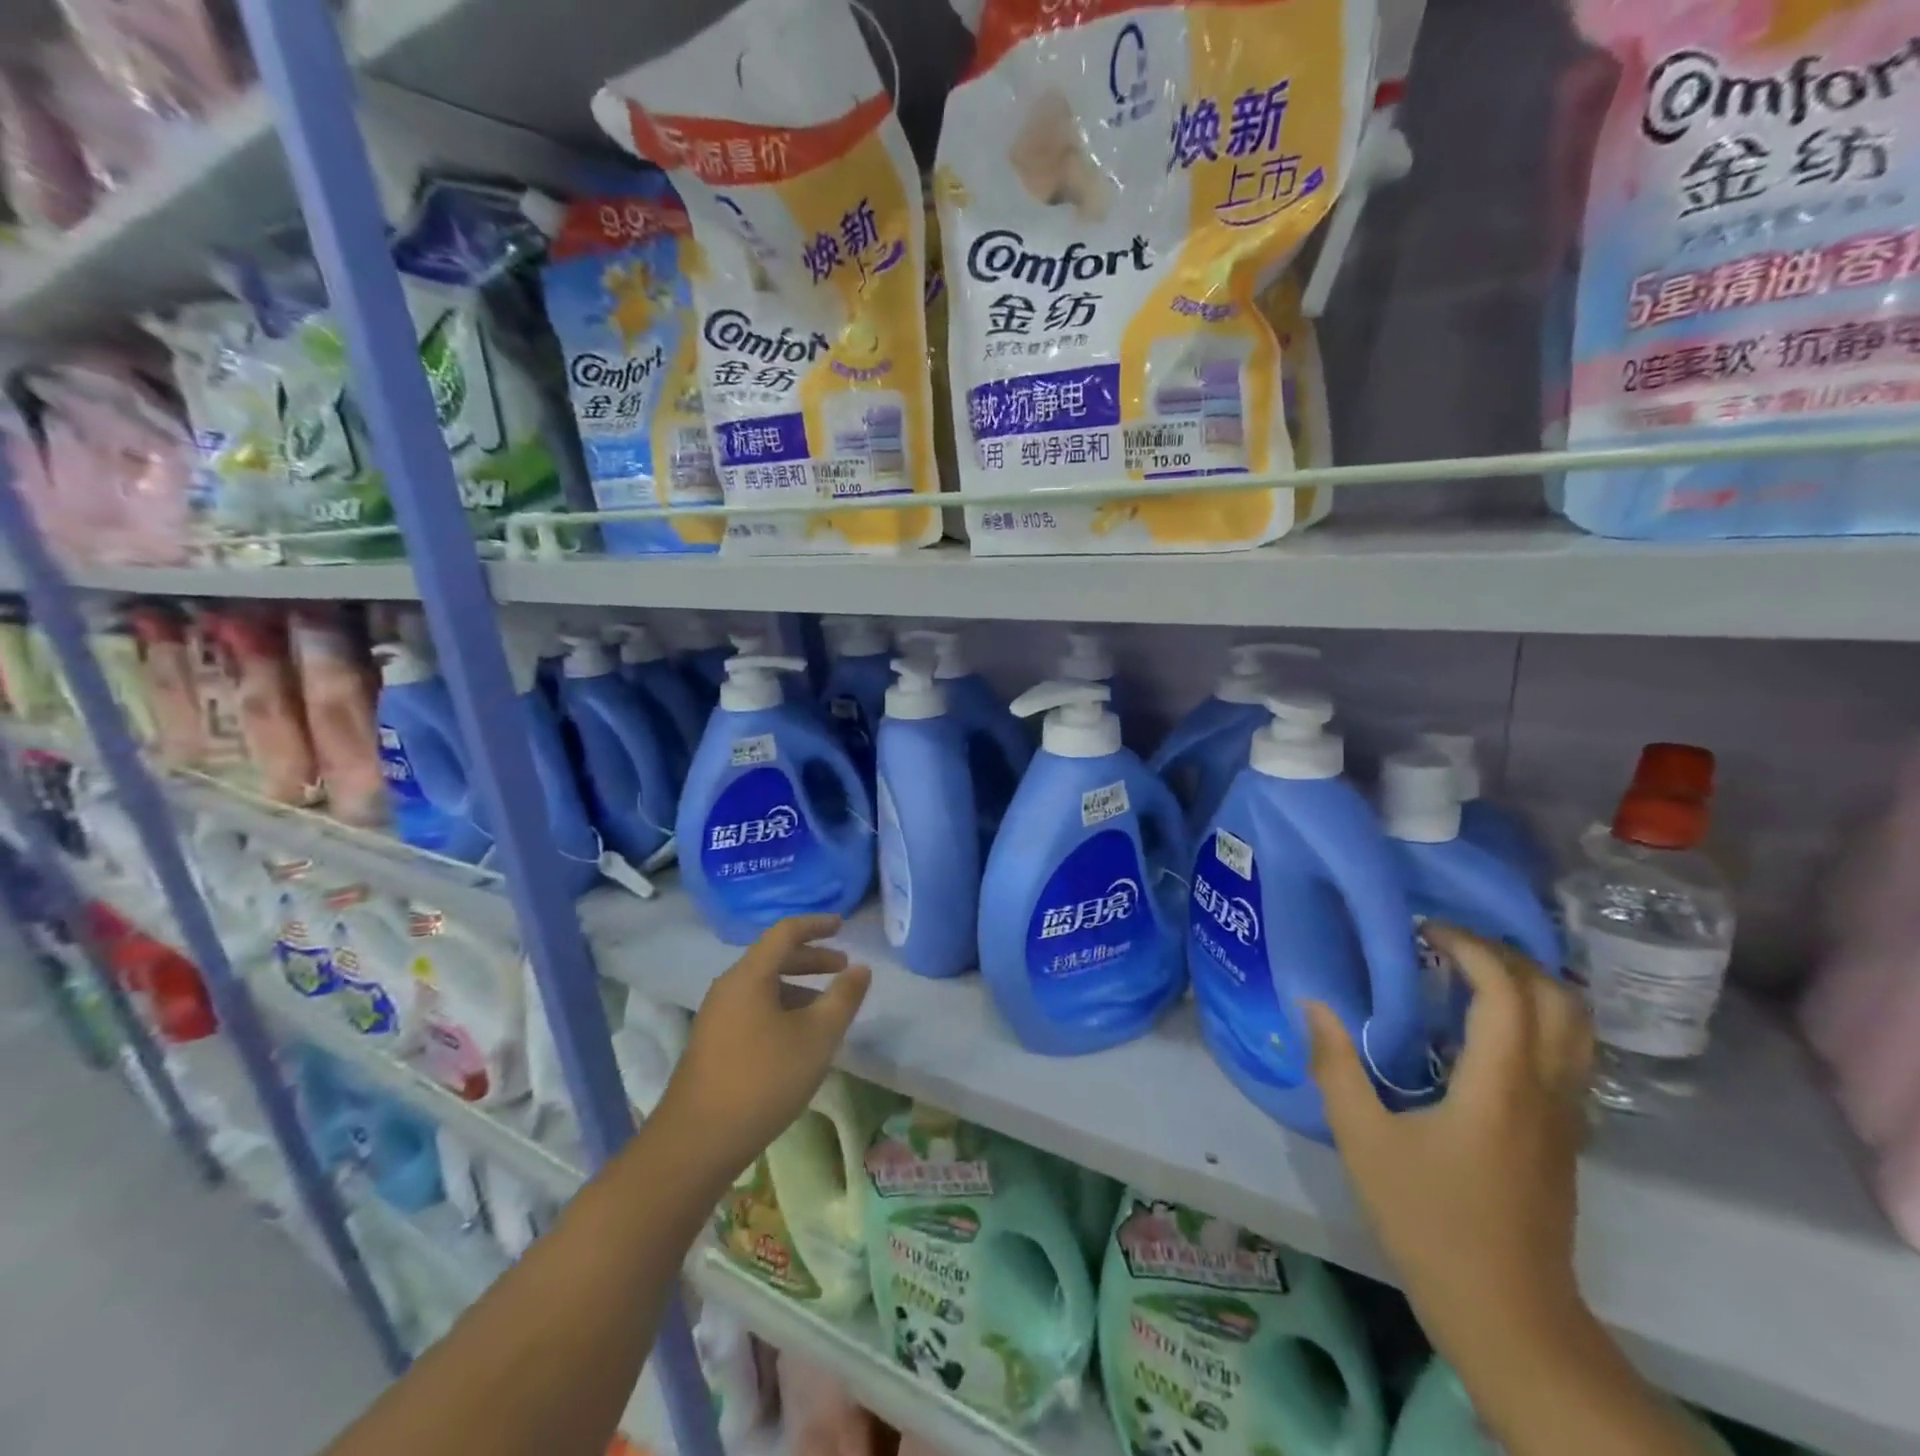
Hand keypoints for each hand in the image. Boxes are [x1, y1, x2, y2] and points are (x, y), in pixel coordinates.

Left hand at [657, 914, 870, 1185]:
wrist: (697, 1142)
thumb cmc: (764, 1079)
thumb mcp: (817, 1037)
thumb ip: (843, 998)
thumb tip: (861, 968)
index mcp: (749, 976)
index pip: (785, 932)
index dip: (816, 925)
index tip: (843, 925)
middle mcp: (728, 987)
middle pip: (773, 957)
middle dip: (811, 958)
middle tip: (843, 967)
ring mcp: (716, 1016)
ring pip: (763, 986)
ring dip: (798, 986)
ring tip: (826, 1007)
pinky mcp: (713, 1043)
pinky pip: (753, 1008)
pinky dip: (781, 1007)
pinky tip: (798, 1037)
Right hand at [1305, 924, 1594, 1364]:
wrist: (1507, 1314)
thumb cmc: (1429, 1221)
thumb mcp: (1363, 1141)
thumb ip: (1336, 1067)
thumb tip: (1314, 1004)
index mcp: (1500, 1087)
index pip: (1506, 992)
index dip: (1471, 948)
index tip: (1424, 930)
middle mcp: (1546, 1091)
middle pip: (1559, 999)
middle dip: (1508, 957)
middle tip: (1450, 945)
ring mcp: (1566, 1116)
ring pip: (1576, 1028)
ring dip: (1531, 985)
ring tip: (1471, 975)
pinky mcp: (1566, 1136)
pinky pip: (1568, 1054)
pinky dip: (1537, 1019)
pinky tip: (1485, 1029)